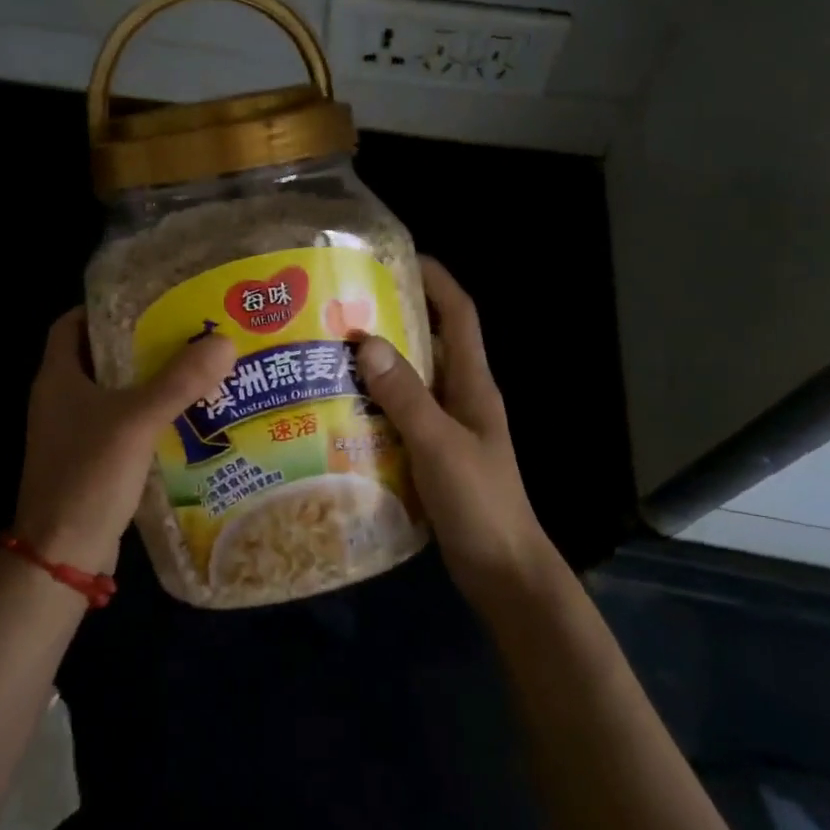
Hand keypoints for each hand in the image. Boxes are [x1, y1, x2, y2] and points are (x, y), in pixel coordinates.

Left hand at [11, 308, 237, 572]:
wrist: (63, 554)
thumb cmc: (88, 475)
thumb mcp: (137, 421)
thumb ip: (179, 381)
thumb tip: (225, 342)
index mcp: (58, 377)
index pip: (71, 323)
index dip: (103, 308)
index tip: (147, 301)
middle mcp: (60, 400)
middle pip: (98, 356)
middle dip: (139, 344)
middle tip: (185, 332)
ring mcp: (73, 433)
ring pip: (113, 393)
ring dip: (148, 382)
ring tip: (195, 369)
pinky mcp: (90, 461)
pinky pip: (122, 426)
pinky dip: (148, 417)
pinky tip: (185, 417)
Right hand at [355, 257, 553, 608]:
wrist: (503, 571)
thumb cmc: (481, 503)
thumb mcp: (439, 445)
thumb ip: (405, 397)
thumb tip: (365, 341)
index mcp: (472, 384)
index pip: (459, 315)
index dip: (435, 280)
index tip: (397, 258)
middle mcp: (460, 397)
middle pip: (429, 342)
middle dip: (392, 319)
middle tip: (339, 308)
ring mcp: (446, 427)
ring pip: (409, 381)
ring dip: (376, 364)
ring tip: (326, 352)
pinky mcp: (430, 454)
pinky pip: (397, 416)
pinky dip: (371, 406)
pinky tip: (335, 411)